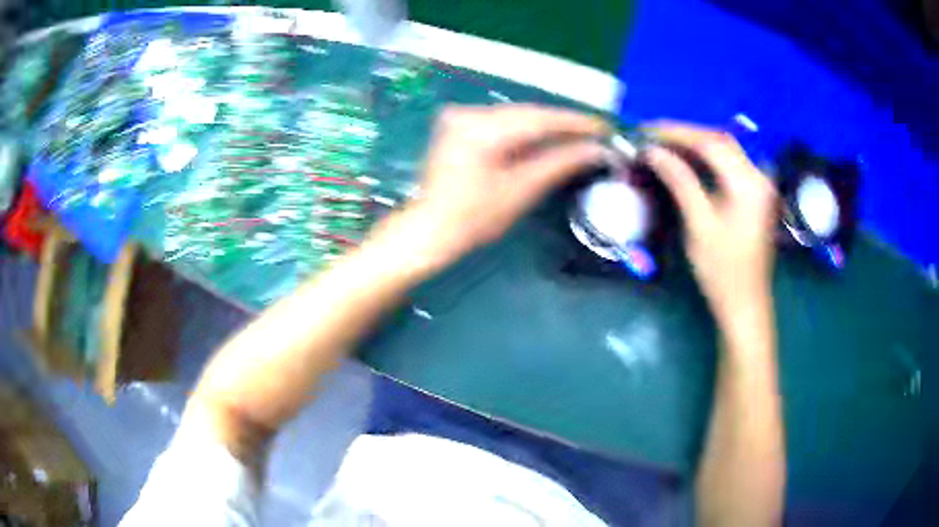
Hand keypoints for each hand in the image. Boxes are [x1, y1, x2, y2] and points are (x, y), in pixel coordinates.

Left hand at [403, 104, 607, 266]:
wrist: (430, 229)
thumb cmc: (474, 218)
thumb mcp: (522, 190)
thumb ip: (560, 163)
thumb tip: (597, 149)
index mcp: (482, 128)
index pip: (540, 118)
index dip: (575, 122)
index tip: (604, 127)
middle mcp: (469, 113)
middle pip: (527, 114)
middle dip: (562, 124)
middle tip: (595, 134)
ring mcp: (460, 117)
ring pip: (515, 117)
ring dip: (545, 127)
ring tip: (577, 137)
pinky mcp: (458, 125)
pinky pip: (501, 122)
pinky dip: (524, 131)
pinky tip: (545, 139)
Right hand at [643, 122, 777, 322]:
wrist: (745, 304)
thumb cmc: (723, 271)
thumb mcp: (700, 225)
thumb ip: (680, 182)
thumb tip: (653, 151)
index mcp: (749, 184)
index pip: (711, 143)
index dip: (677, 133)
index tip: (647, 131)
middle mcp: (759, 177)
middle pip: (720, 141)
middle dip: (685, 135)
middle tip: (653, 136)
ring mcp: (760, 185)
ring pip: (725, 150)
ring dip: (695, 144)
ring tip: (665, 145)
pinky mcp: (755, 194)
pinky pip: (730, 165)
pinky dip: (707, 158)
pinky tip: (688, 160)